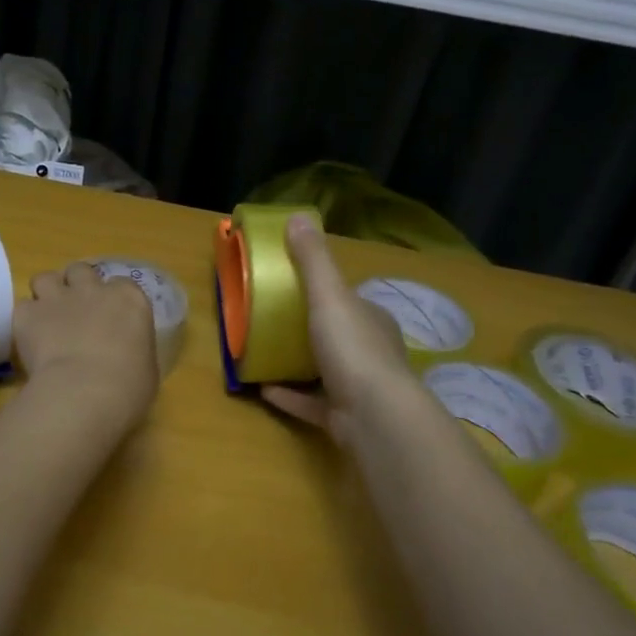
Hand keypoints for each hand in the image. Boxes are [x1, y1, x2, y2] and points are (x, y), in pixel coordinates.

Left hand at [14, 262, 159, 431]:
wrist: (85, 392)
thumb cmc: (128, 386)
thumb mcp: (145, 365)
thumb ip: (133, 348)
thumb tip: (124, 354)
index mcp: (128, 299)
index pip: (121, 284)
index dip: (111, 300)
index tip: (109, 318)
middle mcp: (92, 289)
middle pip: (80, 271)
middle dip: (76, 286)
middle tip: (75, 312)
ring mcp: (57, 298)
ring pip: (45, 278)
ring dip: (47, 294)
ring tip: (47, 318)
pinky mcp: (27, 314)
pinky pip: (22, 308)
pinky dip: (25, 320)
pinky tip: (29, 339)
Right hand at [261, 216, 413, 444]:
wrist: (373, 416)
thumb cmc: (352, 348)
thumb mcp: (329, 296)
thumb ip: (312, 260)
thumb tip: (297, 217)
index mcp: (371, 321)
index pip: (348, 301)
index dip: (325, 292)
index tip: (293, 287)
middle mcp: (370, 352)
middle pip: (338, 335)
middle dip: (310, 328)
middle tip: (272, 321)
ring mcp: (358, 388)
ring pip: (325, 371)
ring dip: (297, 363)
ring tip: (264, 353)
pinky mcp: (344, 418)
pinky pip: (312, 403)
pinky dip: (289, 395)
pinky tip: (262, 389)